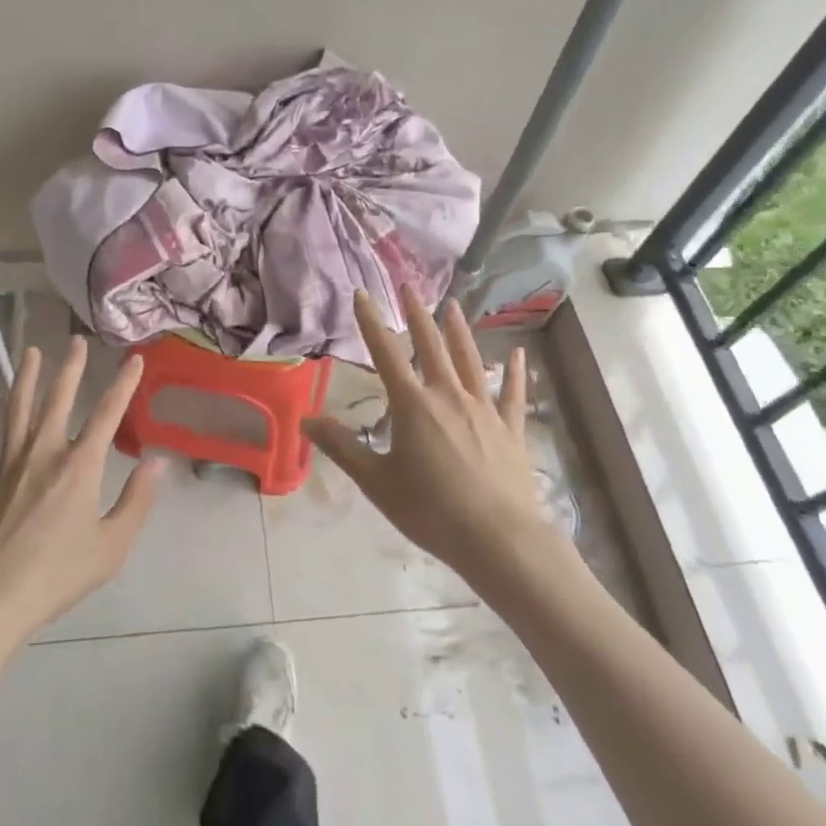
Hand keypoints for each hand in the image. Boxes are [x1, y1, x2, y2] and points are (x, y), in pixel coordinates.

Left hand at [0, 338, 166, 643]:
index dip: (123, 384)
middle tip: (75, 341)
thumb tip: (157, 462)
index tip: (134, 358)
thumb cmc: (57, 575)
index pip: (108, 414)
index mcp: (80, 466)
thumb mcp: (111, 546)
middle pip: (58, 400)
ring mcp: (7, 465)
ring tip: (30, 353)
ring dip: (24, 379)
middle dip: (70, 368)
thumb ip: (136, 501)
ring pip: (16, 411)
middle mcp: (44, 453)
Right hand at [304, 289, 557, 591]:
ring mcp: (484, 409)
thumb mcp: (376, 481)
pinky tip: (518, 354)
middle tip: (410, 287)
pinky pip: (512, 394)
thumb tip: (307, 420)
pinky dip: (515, 372)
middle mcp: (448, 395)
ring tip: (453, 307)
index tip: (362, 294)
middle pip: (431, 346)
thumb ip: (342, 447)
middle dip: (418, 315)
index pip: (385, 353)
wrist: (498, 538)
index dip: (371, 321)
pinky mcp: (511, 429)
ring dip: (459, 332)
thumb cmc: (430, 510)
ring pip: (470, 360)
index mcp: (413, 404)